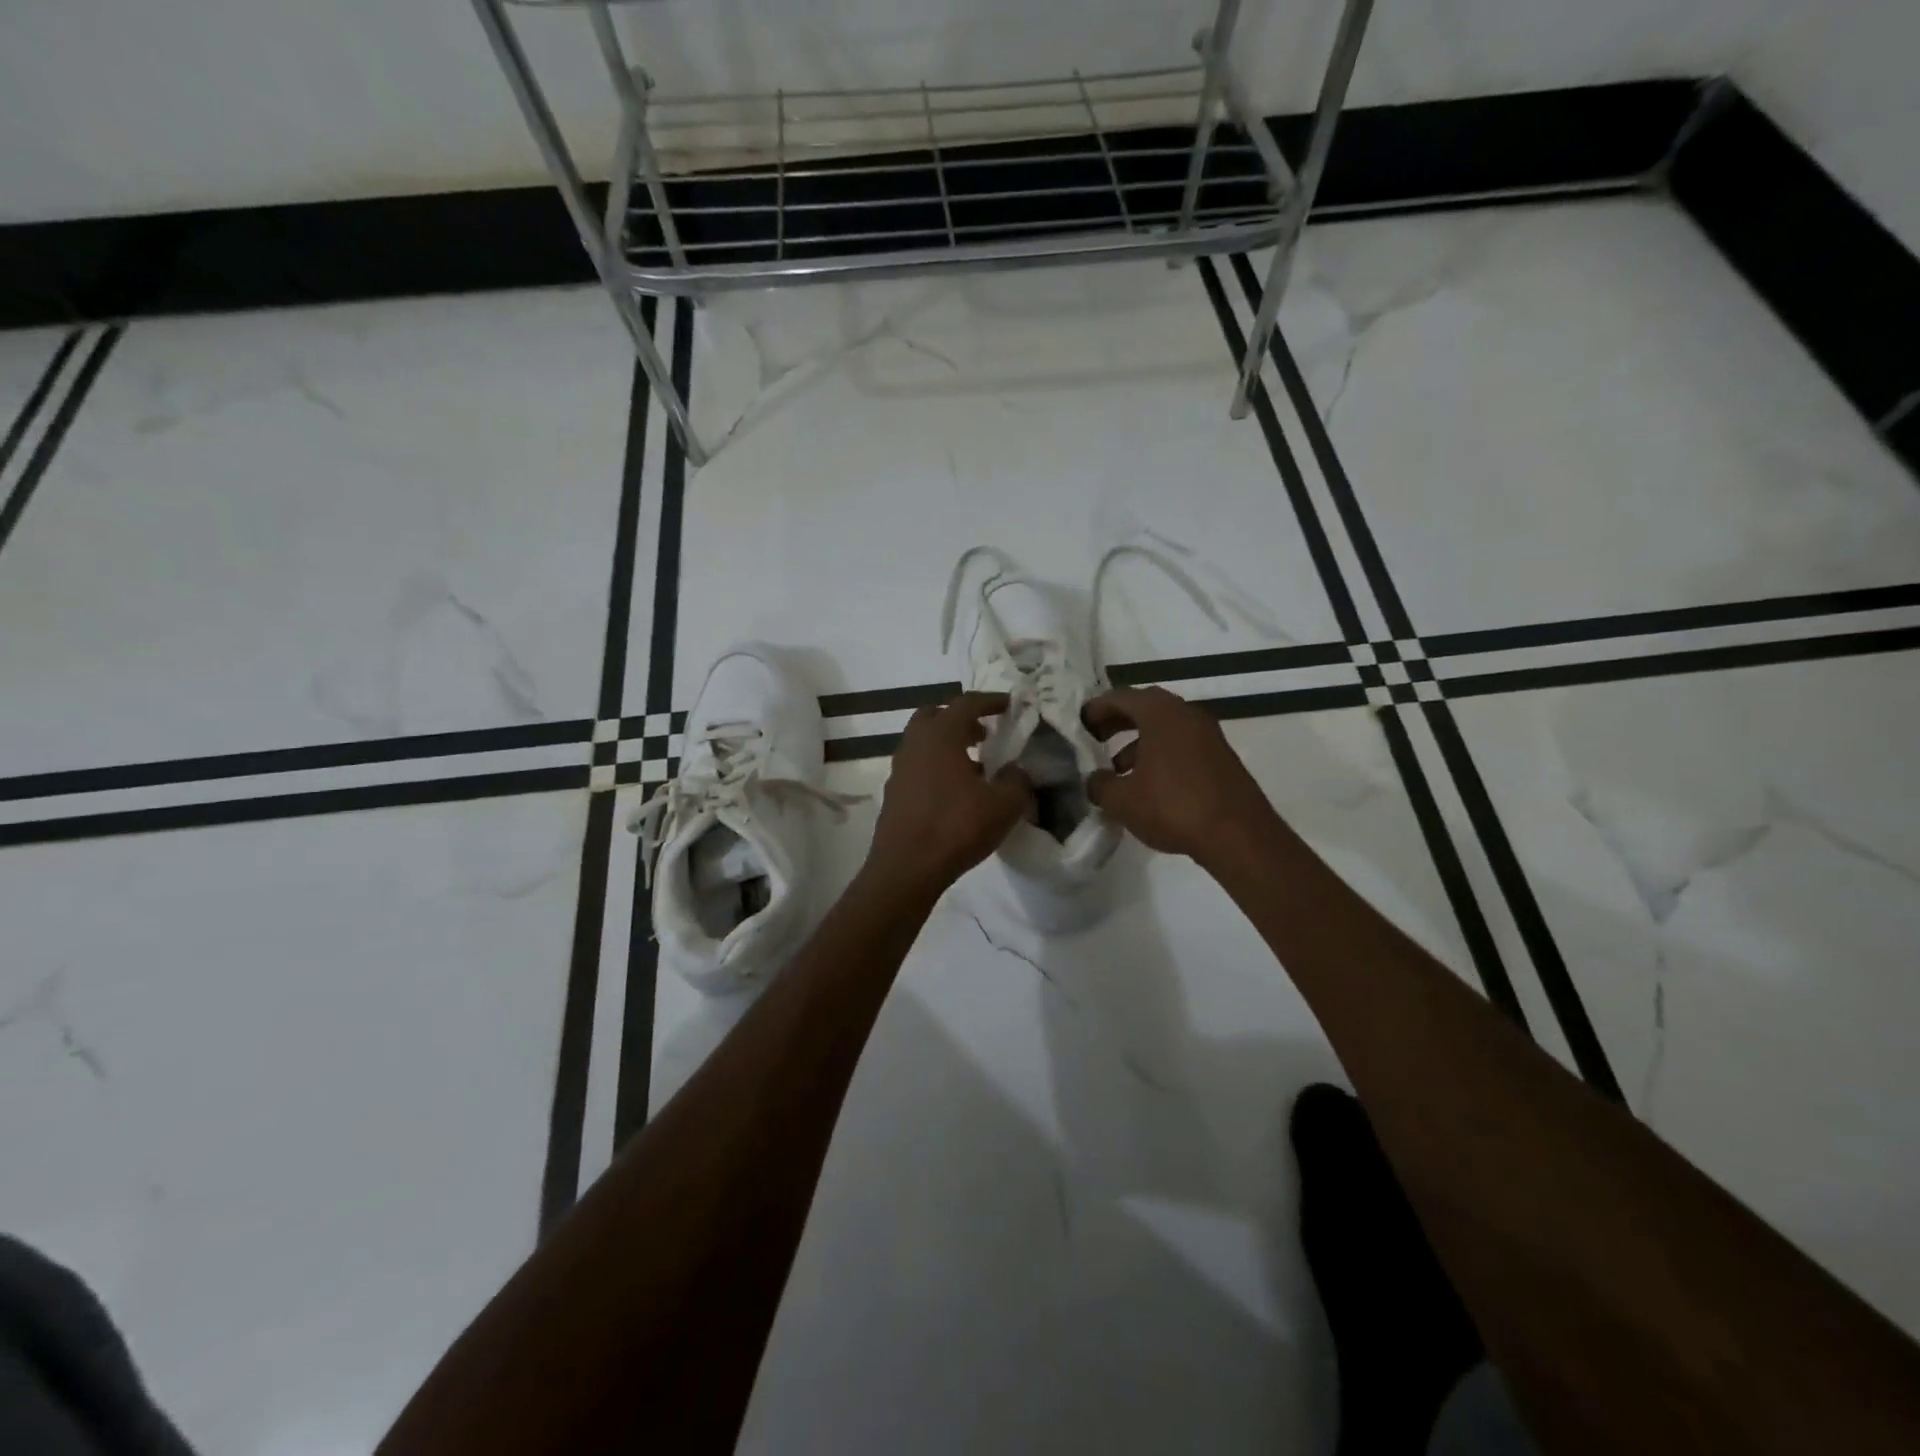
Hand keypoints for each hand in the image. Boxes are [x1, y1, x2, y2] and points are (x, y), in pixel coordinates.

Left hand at [866, 692, 1032, 895]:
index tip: (1010, 705)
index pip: (966, 703)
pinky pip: (918, 766)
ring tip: (975, 767)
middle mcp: (915, 743)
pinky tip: (955, 793)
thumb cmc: (956, 827)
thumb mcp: (1003, 805)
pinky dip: (936, 767)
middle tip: (984, 735)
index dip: (990, 701)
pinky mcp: (893, 792)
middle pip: (936, 716)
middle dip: (961, 720)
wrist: (906, 868)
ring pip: (924, 742)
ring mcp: (899, 768)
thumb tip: (1016, 770)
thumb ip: (1017, 781)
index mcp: (940, 734)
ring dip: (948, 745)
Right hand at [1083, 686, 1276, 862]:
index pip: (1121, 697)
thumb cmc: (1173, 807)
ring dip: (1138, 742)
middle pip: (1145, 708)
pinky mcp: (1221, 759)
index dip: (1097, 708)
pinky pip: (1181, 746)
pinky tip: (1147, 786)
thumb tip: (1094, 780)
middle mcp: (1187, 715)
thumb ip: (1099, 785)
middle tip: (1096, 738)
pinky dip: (1159, 755)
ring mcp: (1208, 736)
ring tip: (1117, 770)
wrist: (1238, 835)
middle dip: (1118, 722)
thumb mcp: (1122, 800)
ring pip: (1165, 729)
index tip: (1080, 722)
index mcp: (1160, 713)